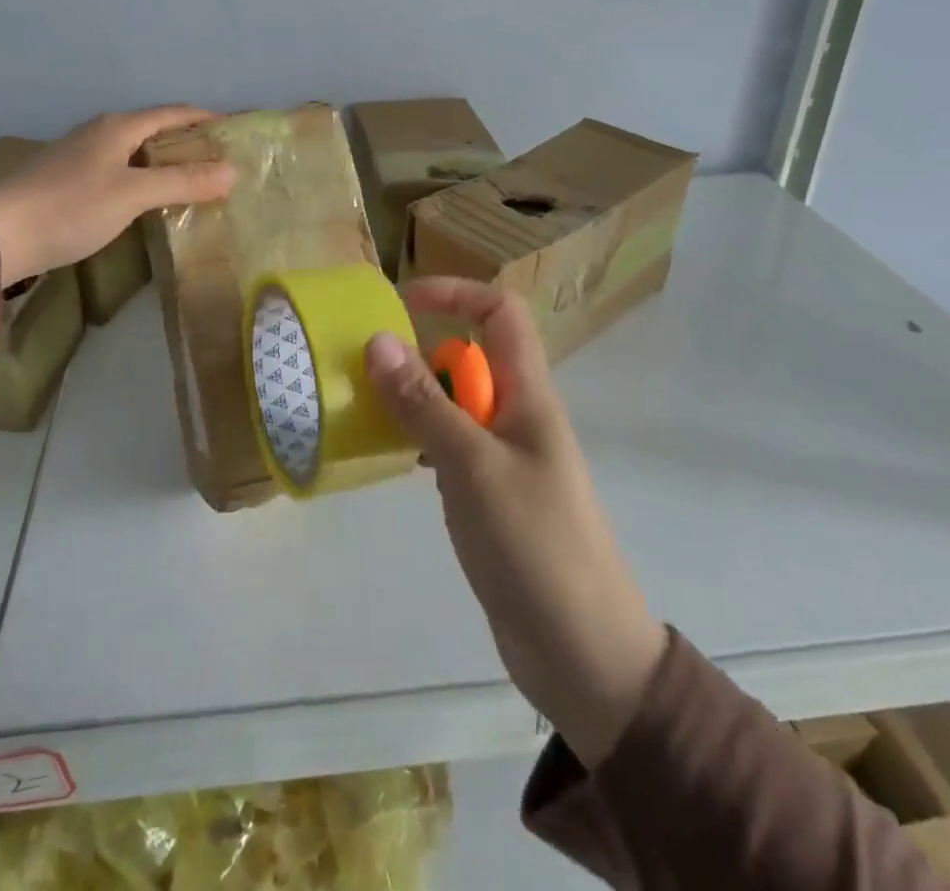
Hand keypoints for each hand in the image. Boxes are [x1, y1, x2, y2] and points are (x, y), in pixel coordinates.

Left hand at [0, 107, 235, 285]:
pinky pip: (120, 170)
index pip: (174, 113)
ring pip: (135, 152)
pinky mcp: (68, 180)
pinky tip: (149, 201)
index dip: (206, 118)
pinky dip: (144, 179)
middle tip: (221, 163)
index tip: (236, 130)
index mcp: (118, 127)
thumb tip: (232, 172)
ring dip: (166, 162)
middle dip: (189, 142)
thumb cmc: (71, 207)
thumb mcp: (133, 194)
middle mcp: (100, 132)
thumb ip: (183, 181)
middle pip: (155, 130)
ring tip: (194, 183)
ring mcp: (81, 156)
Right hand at [365, 278, 667, 766]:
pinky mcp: (490, 495)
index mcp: (529, 395)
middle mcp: (518, 415)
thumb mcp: (472, 467)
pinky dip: (419, 442)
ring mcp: (504, 457)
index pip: (500, 313)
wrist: (584, 655)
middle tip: (365, 376)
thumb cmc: (535, 546)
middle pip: (468, 357)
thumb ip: (424, 404)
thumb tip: (378, 340)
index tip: (401, 305)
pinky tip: (390, 460)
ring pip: (454, 404)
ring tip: (365, 415)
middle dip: (418, 355)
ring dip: (413, 400)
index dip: (455, 294)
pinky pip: (449, 447)